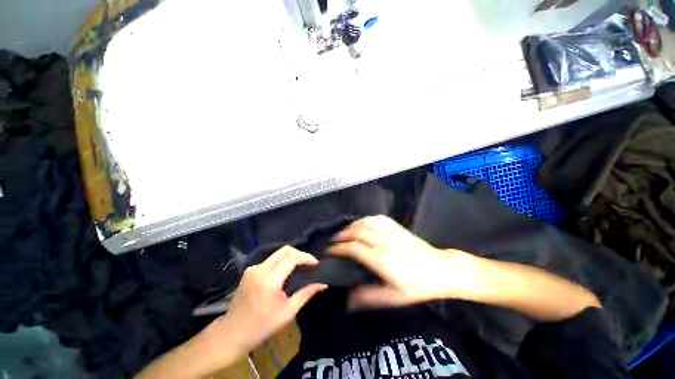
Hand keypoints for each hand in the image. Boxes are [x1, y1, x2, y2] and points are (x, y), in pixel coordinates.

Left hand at [214, 246, 327, 352]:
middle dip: (299, 254)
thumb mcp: (287, 313)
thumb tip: (323, 284)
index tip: (315, 263)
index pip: (292, 257)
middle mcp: (260, 269)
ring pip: (277, 253)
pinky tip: (284, 273)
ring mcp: (253, 268)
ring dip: (290, 257)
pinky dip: (280, 262)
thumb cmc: (262, 327)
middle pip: (285, 250)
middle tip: (308, 264)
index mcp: (270, 280)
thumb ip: (306, 294)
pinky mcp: (249, 271)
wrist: (232, 334)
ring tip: (299, 267)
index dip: (306, 256)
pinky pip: (269, 260)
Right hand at [328, 215, 475, 309]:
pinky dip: (365, 219)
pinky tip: (362, 224)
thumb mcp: (395, 298)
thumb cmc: (418, 286)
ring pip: (366, 223)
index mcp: (382, 260)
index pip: (354, 248)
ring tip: (345, 232)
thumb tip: (349, 299)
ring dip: (352, 226)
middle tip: (334, 241)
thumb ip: (370, 298)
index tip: (330, 250)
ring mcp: (391, 232)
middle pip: (357, 232)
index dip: (339, 248)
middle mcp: (384, 242)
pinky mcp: (397, 227)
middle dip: (342, 235)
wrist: (442, 270)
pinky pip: (377, 218)